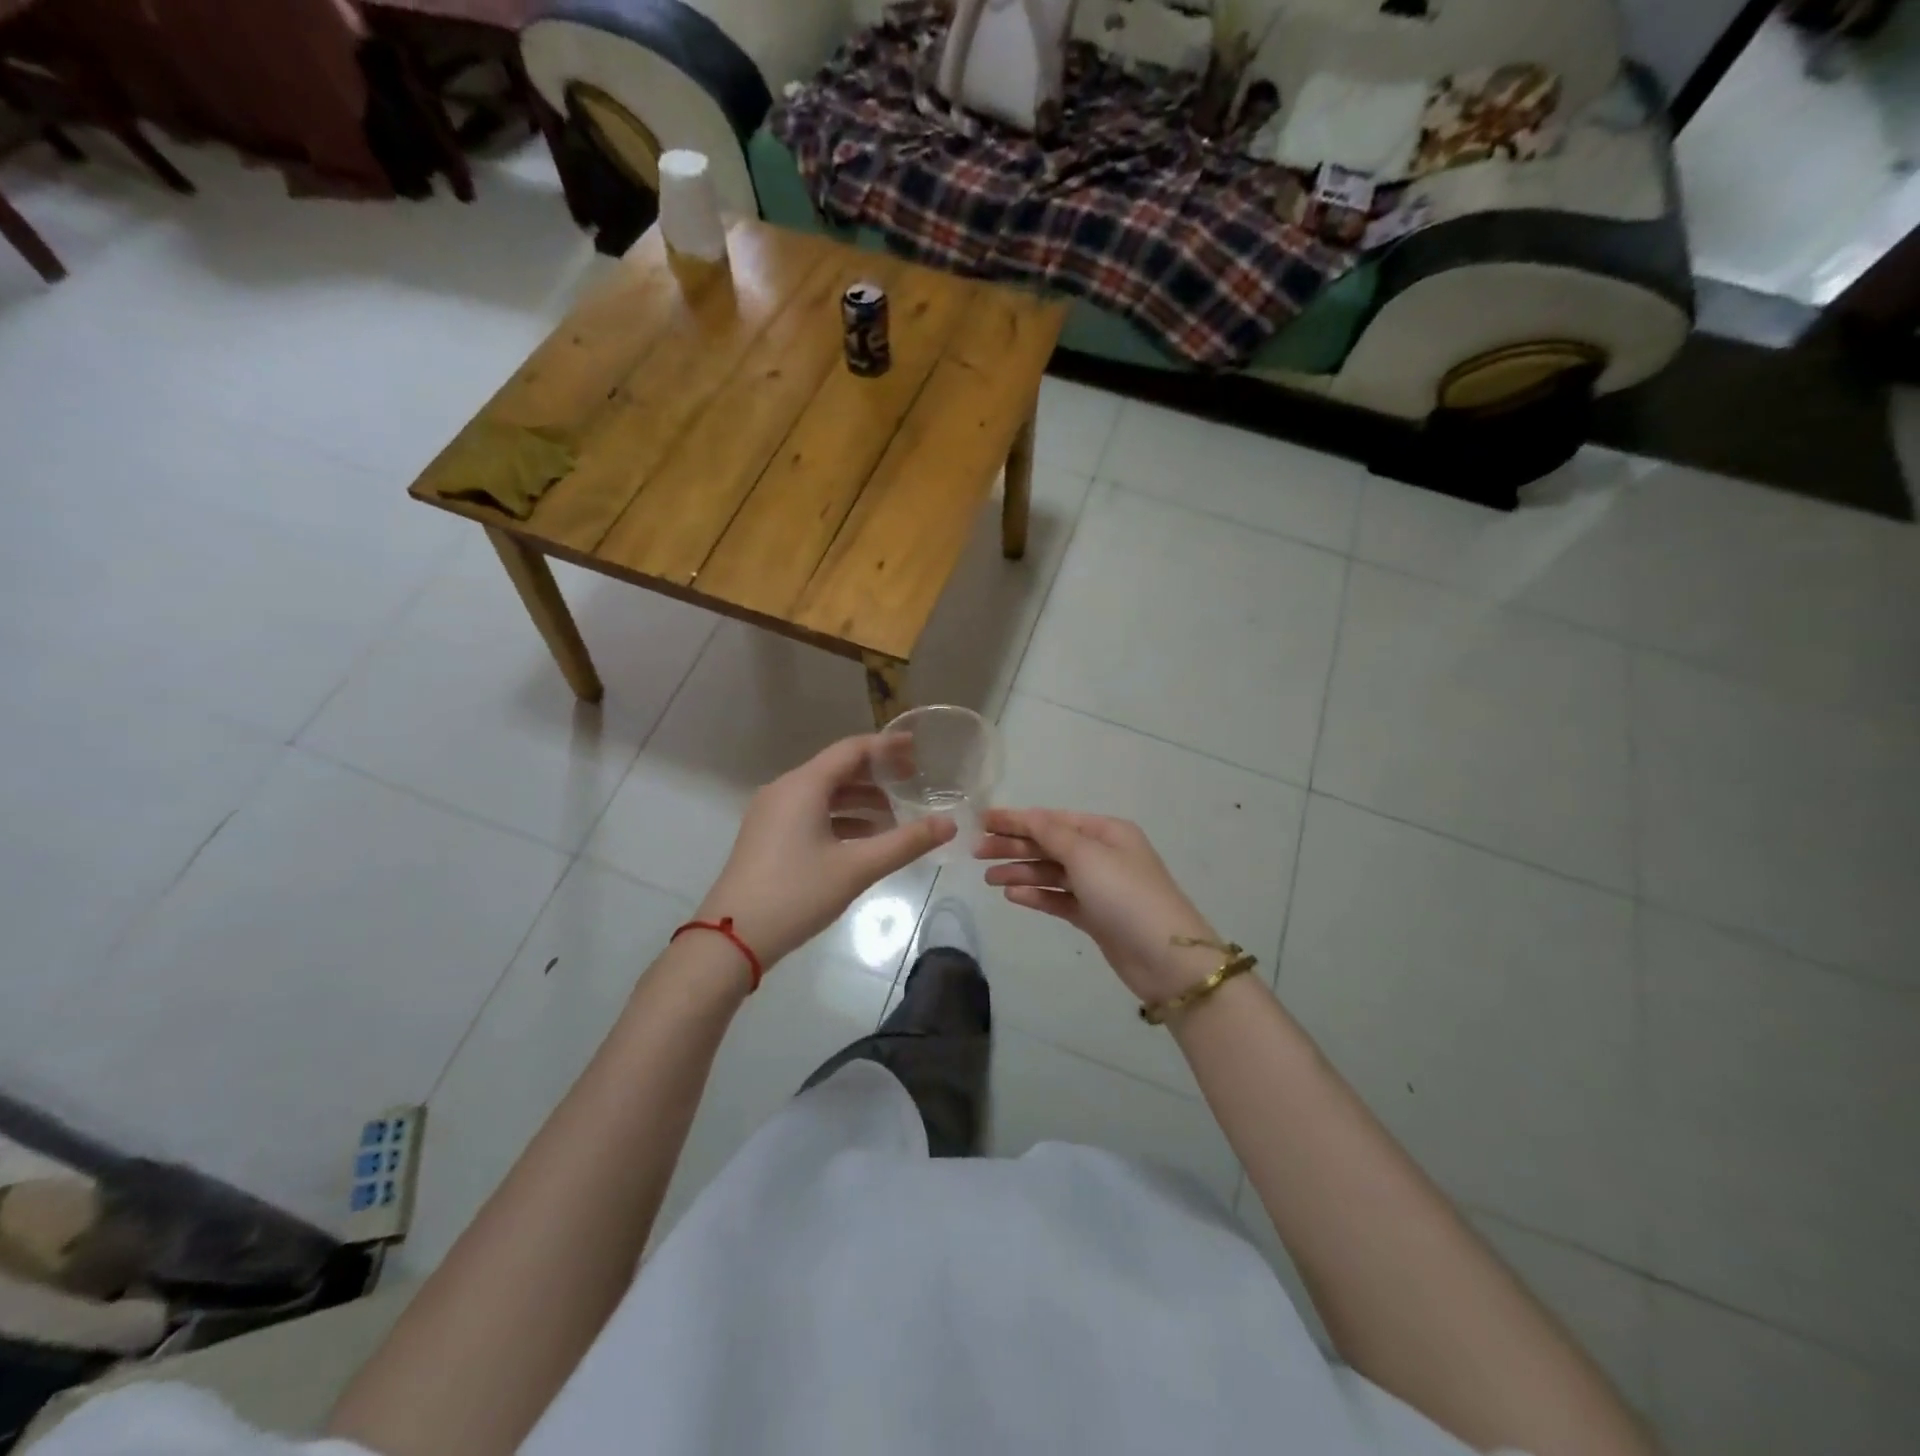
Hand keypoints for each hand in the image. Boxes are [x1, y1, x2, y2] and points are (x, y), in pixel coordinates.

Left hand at [698, 735, 955, 967]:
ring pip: (823, 794)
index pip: (851, 750)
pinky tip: (864, 840)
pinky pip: (810, 813)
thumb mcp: (857, 868)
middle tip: (913, 781)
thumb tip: (949, 825)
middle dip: (876, 774)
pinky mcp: (767, 837)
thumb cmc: (796, 894)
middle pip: (837, 769)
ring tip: (895, 816)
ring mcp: (771, 814)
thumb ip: (905, 843)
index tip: (918, 748)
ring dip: (860, 800)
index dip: (887, 746)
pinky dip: (840, 818)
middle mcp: (784, 790)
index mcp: (803, 786)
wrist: (731, 938)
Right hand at [976, 808, 1223, 1003]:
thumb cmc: (1126, 895)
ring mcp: (1099, 887)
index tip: (982, 821)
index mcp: (1107, 832)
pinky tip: (1012, 895)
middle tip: (977, 852)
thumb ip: (1052, 834)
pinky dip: (1037, 896)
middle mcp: (1103, 854)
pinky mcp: (1095, 917)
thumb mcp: (1087, 856)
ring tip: (988, 878)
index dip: (1017, 819)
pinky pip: (1059, 899)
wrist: (1166, 958)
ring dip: (1021, 872)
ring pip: (1052, 873)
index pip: (1053, 819)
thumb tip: (1027, 814)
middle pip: (1050, 845)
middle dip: (1015, 846)